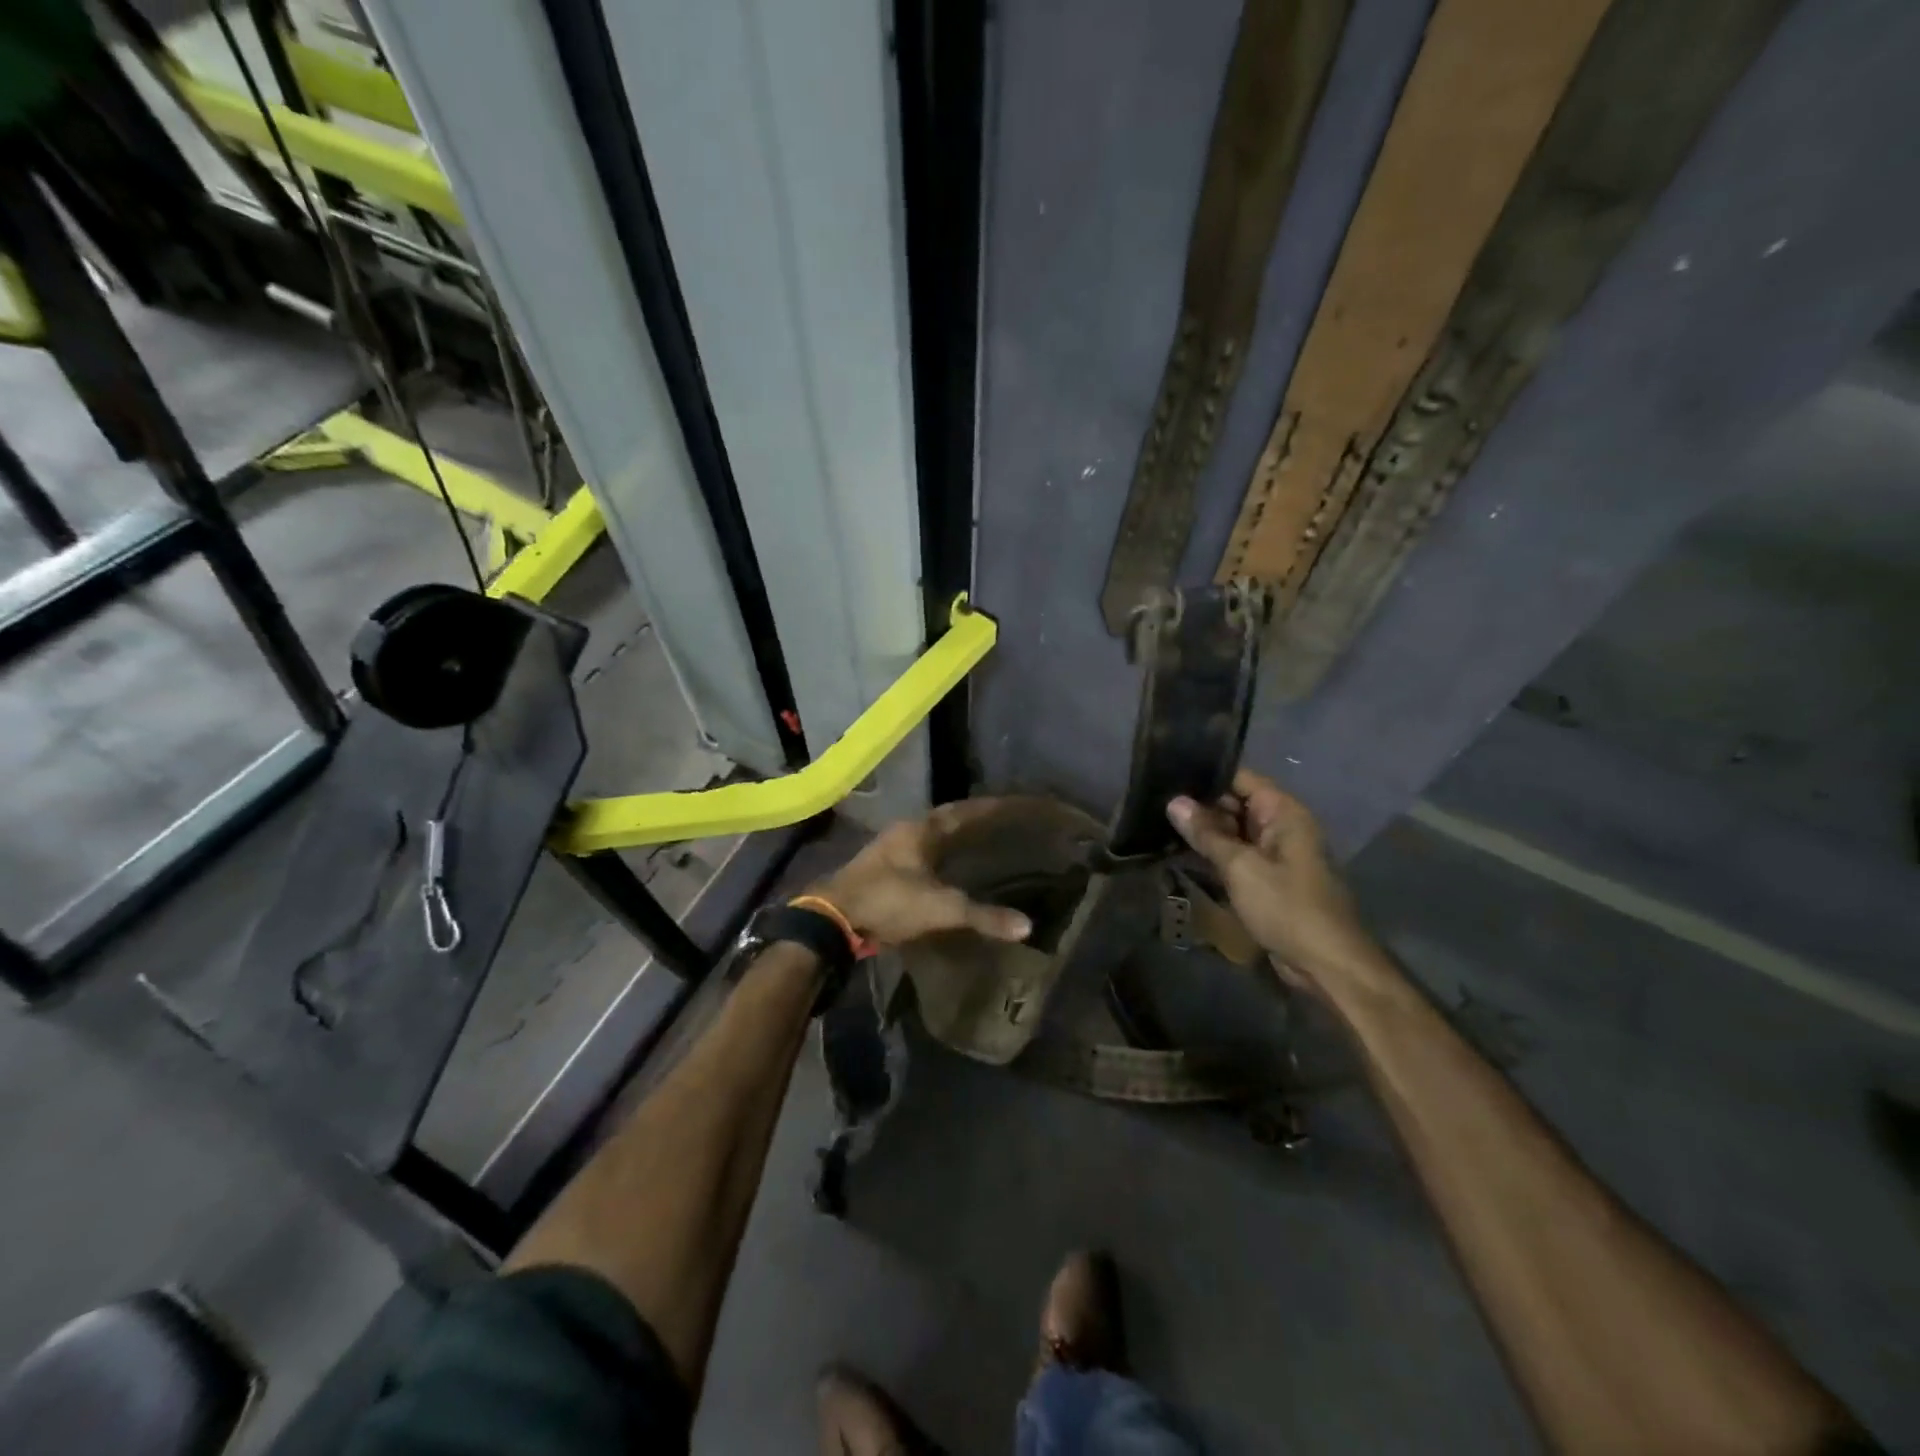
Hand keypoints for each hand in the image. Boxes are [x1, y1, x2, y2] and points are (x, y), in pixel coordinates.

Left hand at [813, 800, 1033, 949]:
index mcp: (919, 831)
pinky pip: (919, 856)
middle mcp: (904, 833)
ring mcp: (889, 851)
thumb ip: (983, 916)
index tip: (1011, 803)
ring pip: (930, 838)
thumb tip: (1027, 925)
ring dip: (952, 839)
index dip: (987, 808)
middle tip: (1000, 823)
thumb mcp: (941, 909)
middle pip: (945, 821)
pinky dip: (939, 859)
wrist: (832, 920)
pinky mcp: (881, 872)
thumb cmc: (888, 901)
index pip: (962, 812)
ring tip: (979, 843)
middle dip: (971, 821)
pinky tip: (948, 871)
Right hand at [1167, 770, 1383, 995]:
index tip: (1168, 775)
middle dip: (1199, 805)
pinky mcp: (1269, 878)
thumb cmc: (1286, 907)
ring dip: (1204, 832)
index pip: (1240, 778)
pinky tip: (1181, 853)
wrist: (1326, 963)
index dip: (1205, 775)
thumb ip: (1206, 834)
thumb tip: (1174, 802)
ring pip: (1234, 831)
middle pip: (1235, 803)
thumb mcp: (1240, 867)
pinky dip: (1214, 854)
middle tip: (1155, 803)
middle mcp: (1281, 826)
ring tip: (1160, 824)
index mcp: (1283, 813)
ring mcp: (1276, 853)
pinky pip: (1238, 856)